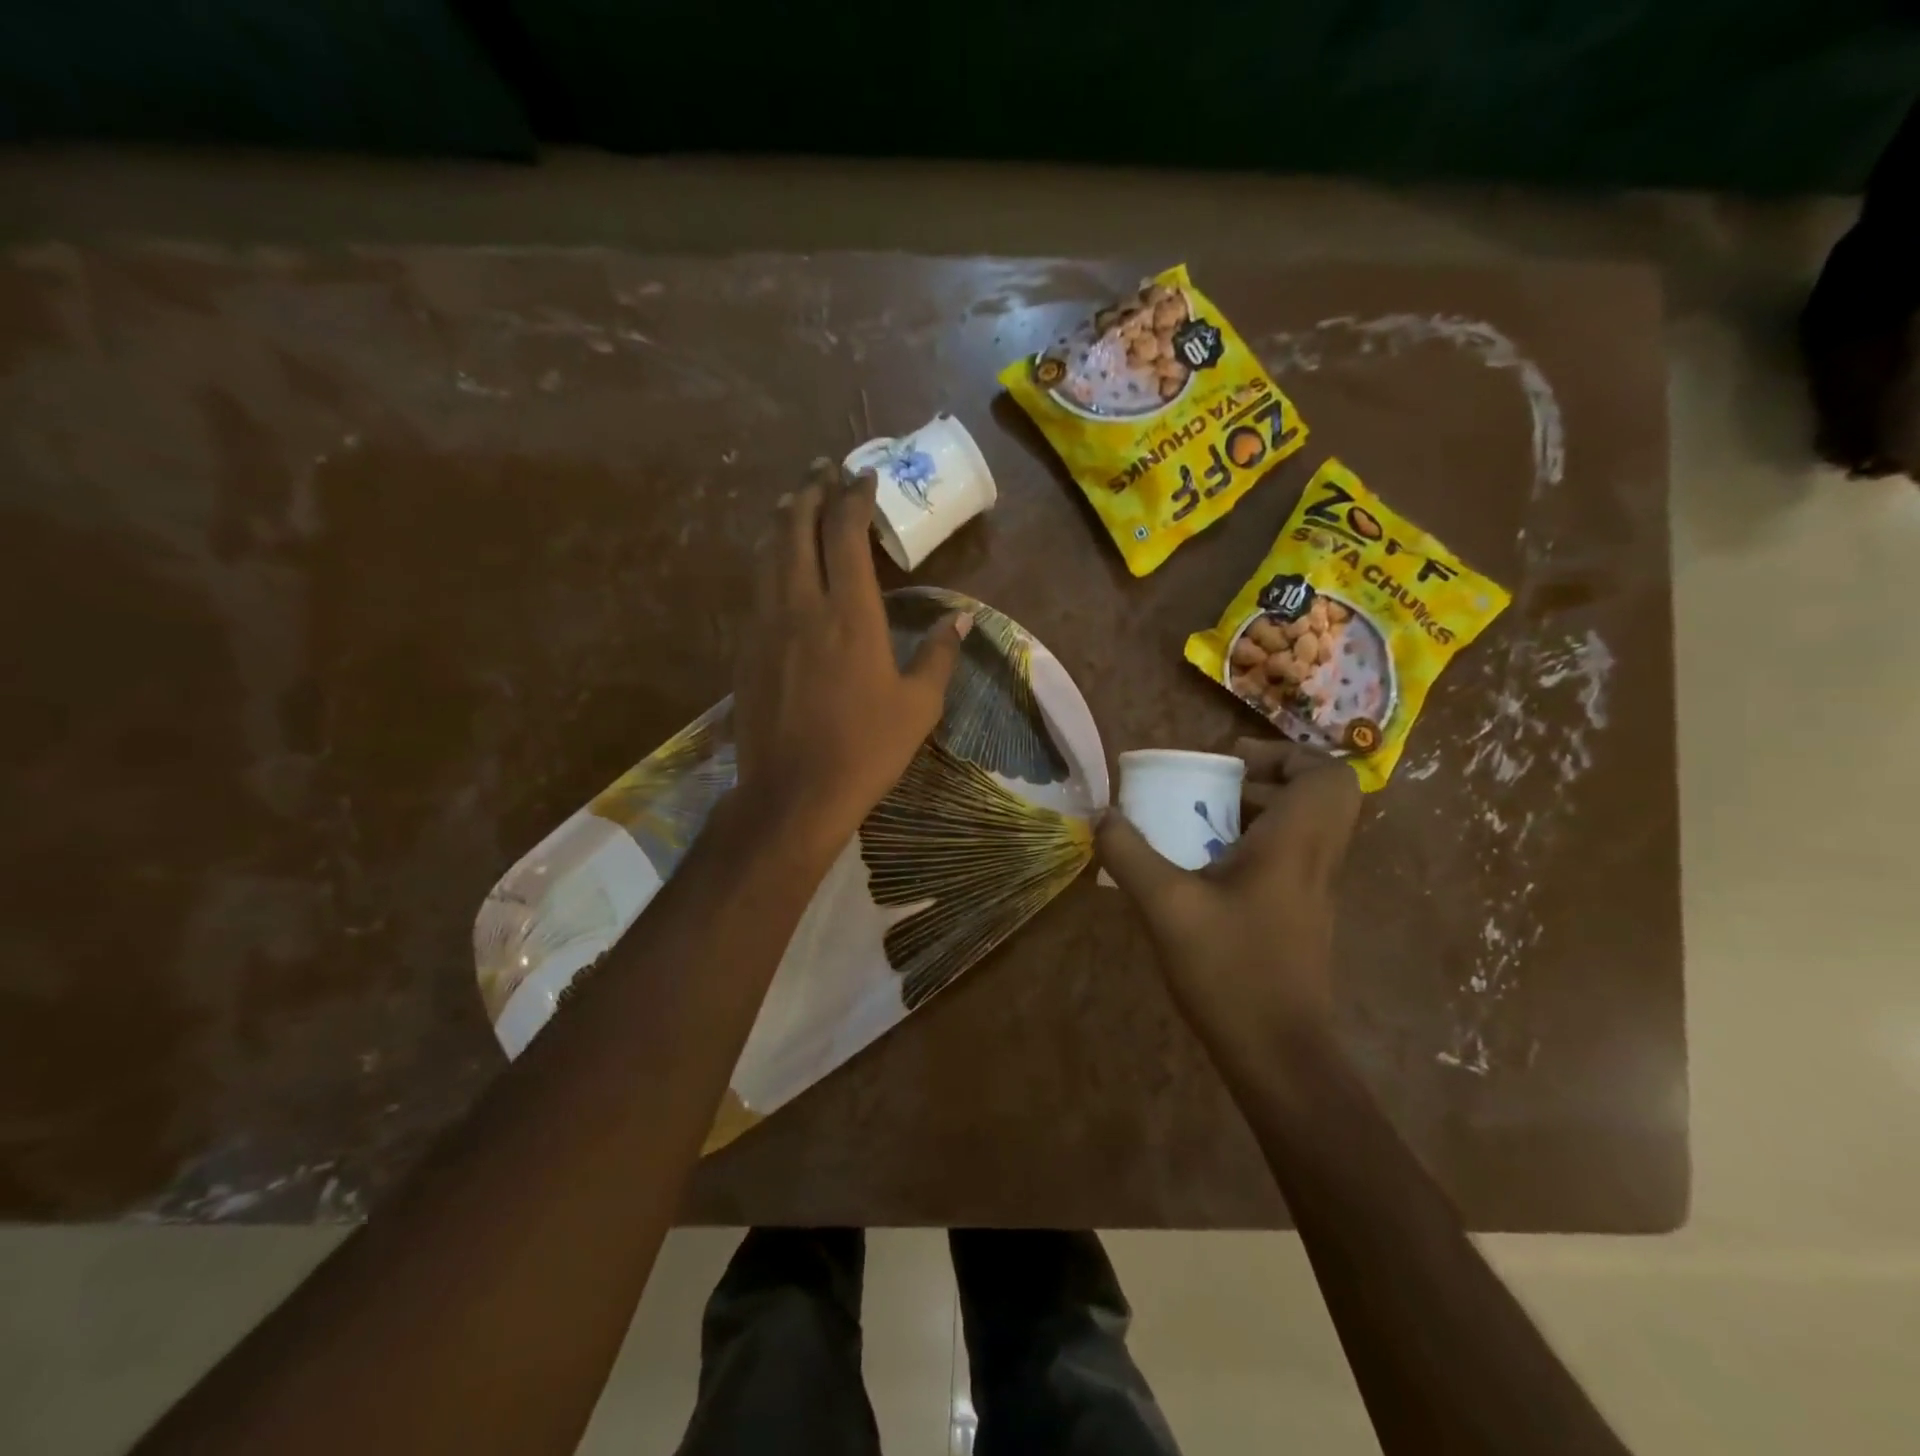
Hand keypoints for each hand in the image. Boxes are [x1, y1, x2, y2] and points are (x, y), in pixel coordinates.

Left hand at [731, 458, 971, 856]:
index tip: (864, 478)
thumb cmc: (866, 749)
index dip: (854, 499)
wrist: (794, 793)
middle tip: (823, 469)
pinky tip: (775, 562)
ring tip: (795, 500)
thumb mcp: (919, 705)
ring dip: (784, 520)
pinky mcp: (746, 650)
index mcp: (850, 615)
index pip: (845, 535)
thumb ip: (938, 653)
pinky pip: (756, 587)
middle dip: (811, 492)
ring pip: (768, 554)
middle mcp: (802, 606)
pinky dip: (768, 559)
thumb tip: (963, 618)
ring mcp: (767, 626)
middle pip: (797, 530)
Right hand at [1098, 739, 1361, 1056]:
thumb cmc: (1230, 972)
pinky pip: (1290, 857)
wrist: (1279, 1056)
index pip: (1329, 775)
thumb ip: (1130, 854)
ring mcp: (1314, 891)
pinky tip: (1204, 871)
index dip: (1286, 755)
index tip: (1232, 765)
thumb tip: (1103, 815)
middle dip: (1268, 778)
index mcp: (1296, 845)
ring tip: (1200, 821)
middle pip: (1320, 795)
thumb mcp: (1166, 907)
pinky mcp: (1302, 916)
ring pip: (1304, 826)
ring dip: (1258, 812)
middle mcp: (1316, 860)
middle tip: (1216, 786)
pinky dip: (1255, 845)